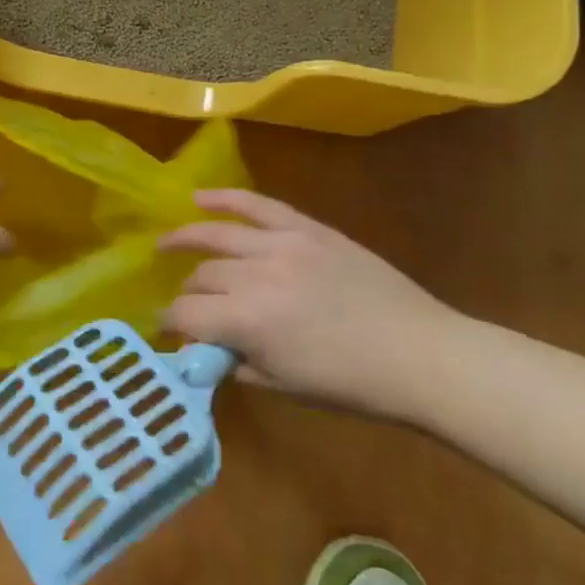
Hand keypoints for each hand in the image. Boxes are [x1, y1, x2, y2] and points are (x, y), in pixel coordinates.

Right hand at [158, 190, 465, 417]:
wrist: (419, 353)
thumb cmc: (351, 384)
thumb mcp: (283, 386)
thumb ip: (235, 363)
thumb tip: (204, 347)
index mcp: (248, 322)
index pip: (186, 314)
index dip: (170, 323)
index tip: (166, 330)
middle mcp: (256, 276)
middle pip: (202, 277)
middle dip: (188, 294)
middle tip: (190, 307)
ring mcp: (283, 244)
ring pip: (218, 236)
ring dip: (186, 239)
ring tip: (165, 244)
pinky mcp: (307, 229)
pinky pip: (258, 204)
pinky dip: (226, 198)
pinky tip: (199, 197)